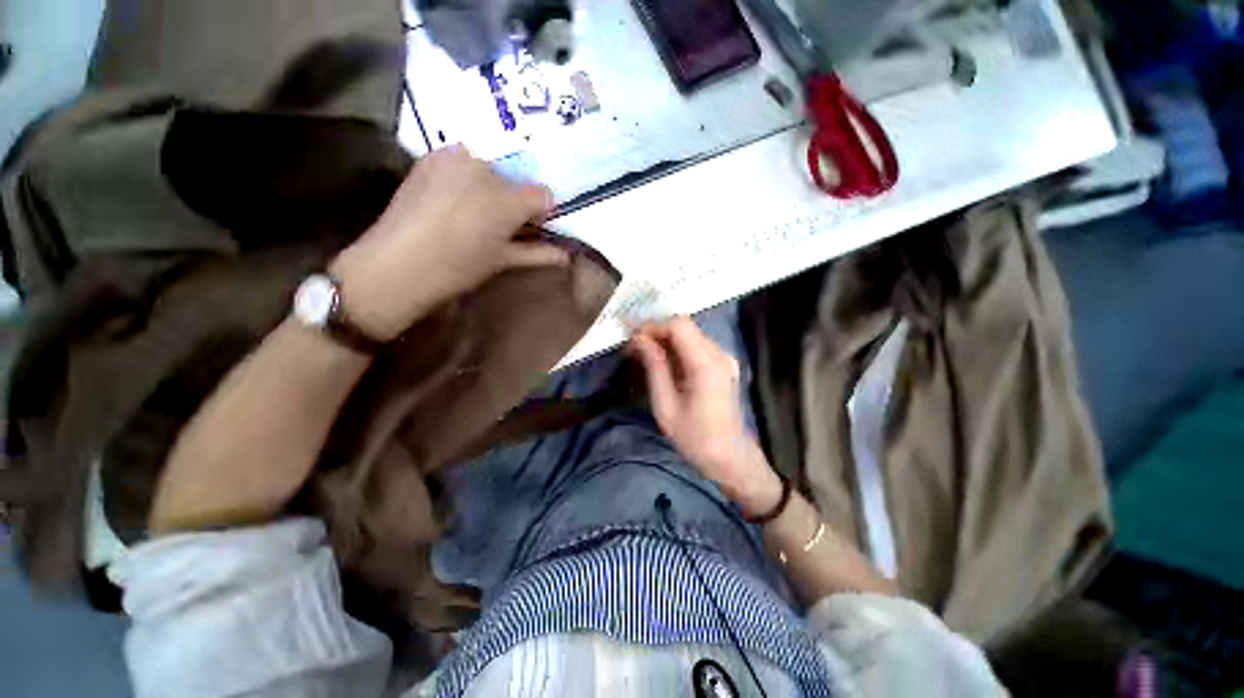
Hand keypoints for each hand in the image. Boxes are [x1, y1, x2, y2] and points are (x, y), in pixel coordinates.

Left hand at [329, 146, 566, 339]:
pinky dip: (467, 176)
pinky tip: (454, 200)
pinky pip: (463, 160)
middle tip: (503, 224)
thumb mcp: (503, 260)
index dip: (543, 213)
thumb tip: (565, 257)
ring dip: (492, 186)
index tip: (534, 228)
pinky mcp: (430, 156)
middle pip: (517, 179)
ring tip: (475, 213)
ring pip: (491, 167)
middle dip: (516, 199)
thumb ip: (538, 253)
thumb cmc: (459, 266)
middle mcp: (485, 167)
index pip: (543, 195)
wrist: (398, 262)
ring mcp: (455, 156)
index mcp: (508, 198)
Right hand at [630, 317, 782, 518]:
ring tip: (644, 355)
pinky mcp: (723, 365)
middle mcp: (719, 353)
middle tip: (634, 347)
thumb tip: (639, 340)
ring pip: (690, 335)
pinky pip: (697, 347)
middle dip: (657, 332)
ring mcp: (724, 358)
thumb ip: (654, 367)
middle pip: (685, 327)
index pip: (679, 325)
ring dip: (666, 340)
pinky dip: (677, 349)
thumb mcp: (666, 406)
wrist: (731, 458)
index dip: (653, 326)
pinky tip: (664, 364)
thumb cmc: (695, 438)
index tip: (632, 339)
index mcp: (706, 363)